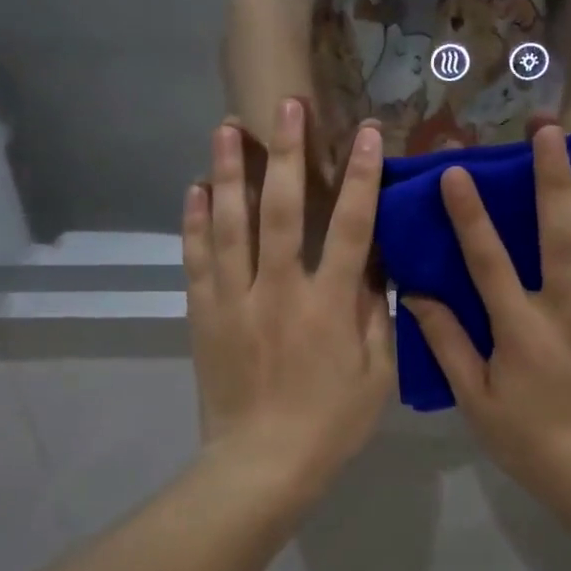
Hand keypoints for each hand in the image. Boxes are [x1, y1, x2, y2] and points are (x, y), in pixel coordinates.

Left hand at [185, 99, 392, 491]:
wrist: (260, 466)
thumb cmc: (329, 424)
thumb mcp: (376, 375)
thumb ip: (376, 315)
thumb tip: (375, 265)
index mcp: (328, 305)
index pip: (349, 228)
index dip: (360, 177)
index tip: (366, 133)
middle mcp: (279, 290)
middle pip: (280, 210)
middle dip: (286, 152)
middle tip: (285, 105)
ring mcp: (234, 300)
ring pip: (229, 225)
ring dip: (229, 172)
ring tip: (227, 128)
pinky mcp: (204, 315)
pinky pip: (197, 260)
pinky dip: (194, 222)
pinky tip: (196, 188)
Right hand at [404, 127, 570, 491]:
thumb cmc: (529, 441)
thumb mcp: (475, 400)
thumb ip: (448, 344)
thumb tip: (418, 296)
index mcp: (521, 329)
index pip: (488, 262)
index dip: (470, 215)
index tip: (458, 171)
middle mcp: (568, 312)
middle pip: (560, 238)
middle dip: (555, 182)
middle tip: (554, 132)